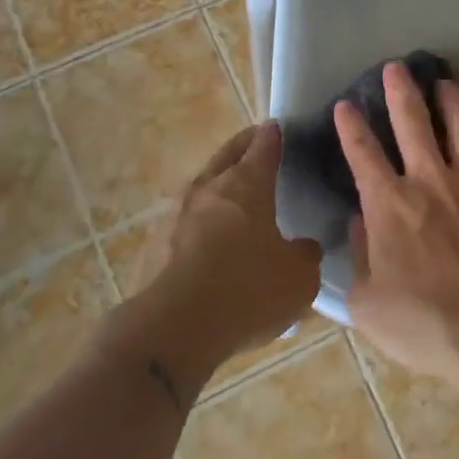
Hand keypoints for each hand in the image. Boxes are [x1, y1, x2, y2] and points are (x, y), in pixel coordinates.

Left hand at [141, 123, 321, 357]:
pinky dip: (199, 222)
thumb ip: (305, 255)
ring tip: (233, 197)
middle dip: (243, 146)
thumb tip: (303, 247)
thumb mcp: (298, 278)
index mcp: (247, 184)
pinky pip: (183, 222)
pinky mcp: (153, 245)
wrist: (173, 329)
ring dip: (218, 185)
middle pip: (227, 154)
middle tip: (257, 144)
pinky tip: (208, 241)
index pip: (264, 145)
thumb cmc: (247, 290)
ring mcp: (174, 214)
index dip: (274, 135)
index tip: (279, 129)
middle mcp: (208, 188)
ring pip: (202, 186)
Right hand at [334, 64, 458, 388]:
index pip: (362, 154)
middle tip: (396, 67)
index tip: (345, 104)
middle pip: (413, 122)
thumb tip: (360, 225)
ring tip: (447, 83)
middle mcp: (431, 181)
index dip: (350, 126)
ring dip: (454, 100)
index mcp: (389, 205)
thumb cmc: (425, 326)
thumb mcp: (368, 304)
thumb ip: (359, 259)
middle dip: (400, 90)